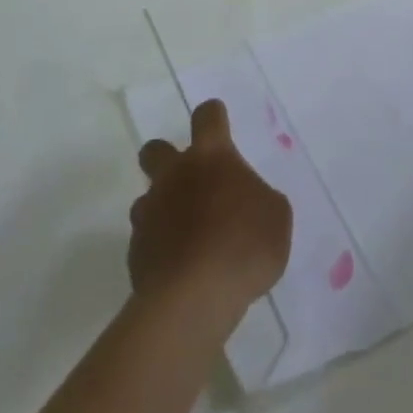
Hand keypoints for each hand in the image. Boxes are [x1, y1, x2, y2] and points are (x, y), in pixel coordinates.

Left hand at [131, 100, 292, 320]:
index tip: (217, 120)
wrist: (194, 297)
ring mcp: (150, 212)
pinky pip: (146, 240)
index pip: (208, 116)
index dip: (213, 115)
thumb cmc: (244, 245)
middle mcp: (174, 175)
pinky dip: (159, 248)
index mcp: (211, 157)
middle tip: (186, 178)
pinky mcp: (136, 251)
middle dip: (165, 156)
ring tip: (185, 236)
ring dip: (162, 209)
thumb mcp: (276, 217)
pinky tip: (178, 268)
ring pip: (146, 198)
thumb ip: (260, 200)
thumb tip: (248, 202)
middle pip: (155, 149)